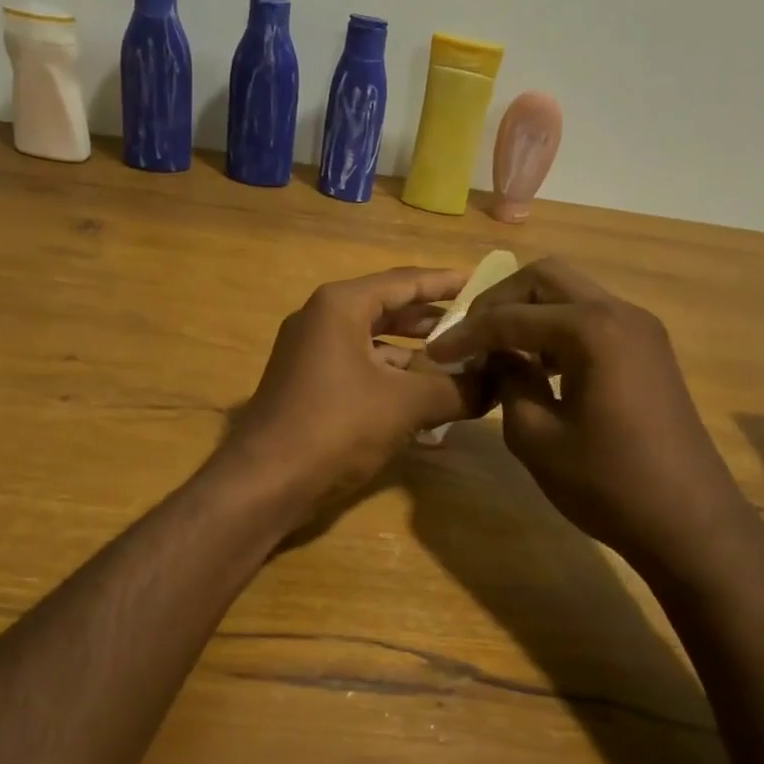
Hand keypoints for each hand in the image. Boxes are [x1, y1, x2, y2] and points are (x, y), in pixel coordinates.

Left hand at [219, 267, 482, 519]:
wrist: (265, 482)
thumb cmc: (336, 427)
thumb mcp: (405, 405)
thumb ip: (457, 390)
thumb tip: (498, 384)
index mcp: (341, 306)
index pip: (405, 281)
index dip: (447, 282)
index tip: (484, 283)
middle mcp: (322, 320)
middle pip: (389, 310)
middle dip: (435, 322)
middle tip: (479, 326)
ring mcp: (311, 354)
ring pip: (376, 344)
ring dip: (417, 356)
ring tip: (462, 366)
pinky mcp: (309, 386)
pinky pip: (362, 370)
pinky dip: (393, 381)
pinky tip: (428, 402)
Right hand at [425, 257, 756, 574]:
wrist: (690, 522)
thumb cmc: (608, 484)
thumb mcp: (536, 437)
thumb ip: (509, 383)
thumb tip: (497, 358)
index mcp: (591, 330)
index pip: (512, 316)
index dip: (467, 333)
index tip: (435, 353)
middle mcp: (619, 313)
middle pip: (546, 279)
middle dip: (499, 301)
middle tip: (469, 336)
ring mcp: (640, 329)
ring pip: (571, 295)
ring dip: (529, 313)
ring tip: (497, 350)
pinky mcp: (648, 350)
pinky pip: (592, 319)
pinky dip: (557, 330)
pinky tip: (537, 365)